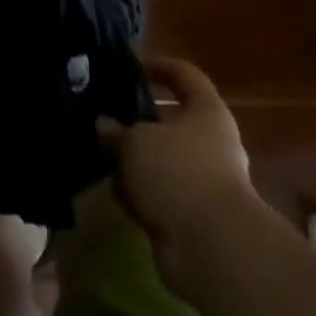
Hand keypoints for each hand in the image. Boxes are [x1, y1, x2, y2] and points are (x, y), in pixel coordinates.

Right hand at [98, 58, 259, 293]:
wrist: (212, 249)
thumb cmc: (178, 172)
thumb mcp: (136, 141)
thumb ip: (117, 131)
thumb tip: (104, 126)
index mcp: (207, 111)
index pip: (185, 74)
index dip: (160, 66)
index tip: (132, 66)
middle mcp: (211, 143)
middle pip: (171, 121)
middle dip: (139, 122)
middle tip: (108, 115)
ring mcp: (204, 182)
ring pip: (163, 161)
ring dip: (137, 162)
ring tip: (104, 156)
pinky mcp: (194, 217)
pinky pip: (162, 195)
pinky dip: (142, 194)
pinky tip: (116, 193)